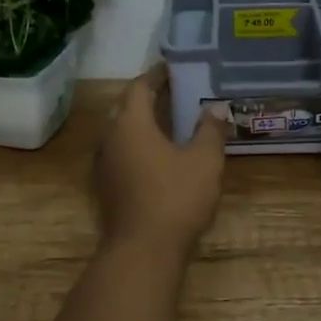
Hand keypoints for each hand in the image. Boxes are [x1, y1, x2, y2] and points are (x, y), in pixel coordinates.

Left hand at [96, 66, 228, 252]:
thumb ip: (210, 130)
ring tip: (170, 122)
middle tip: (174, 93)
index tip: (173, 69)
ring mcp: (104, 166)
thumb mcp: (204, 161)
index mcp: (130, 124)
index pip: (138, 87)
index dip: (156, 76)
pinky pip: (122, 154)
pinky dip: (139, 146)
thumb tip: (215, 108)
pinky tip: (159, 156)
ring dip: (143, 124)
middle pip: (126, 108)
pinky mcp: (107, 188)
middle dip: (148, 98)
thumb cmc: (175, 198)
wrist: (143, 250)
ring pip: (122, 133)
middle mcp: (110, 139)